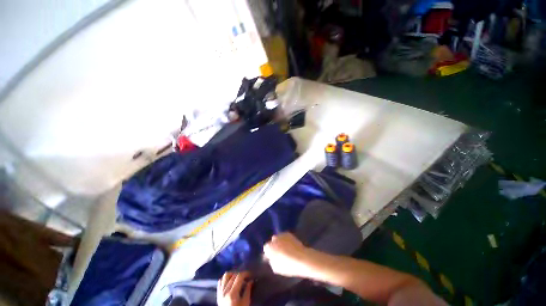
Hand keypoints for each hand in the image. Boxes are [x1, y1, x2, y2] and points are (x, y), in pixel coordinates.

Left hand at [217, 271, 252, 305]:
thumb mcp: (245, 303)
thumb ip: (248, 290)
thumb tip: (251, 281)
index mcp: (232, 293)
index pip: (239, 277)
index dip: (245, 273)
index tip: (250, 274)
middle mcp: (225, 291)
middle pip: (233, 276)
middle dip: (241, 275)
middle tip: (246, 278)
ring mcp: (220, 292)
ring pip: (225, 276)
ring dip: (232, 274)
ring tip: (237, 278)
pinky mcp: (218, 294)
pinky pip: (220, 282)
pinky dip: (225, 279)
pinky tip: (230, 281)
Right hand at [263, 233, 310, 277]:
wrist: (302, 258)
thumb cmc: (288, 266)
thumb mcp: (276, 268)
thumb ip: (271, 261)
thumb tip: (271, 258)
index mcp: (269, 247)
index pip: (266, 248)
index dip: (268, 253)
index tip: (272, 257)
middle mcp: (274, 238)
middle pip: (272, 242)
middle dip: (274, 246)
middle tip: (279, 253)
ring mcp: (282, 235)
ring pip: (278, 238)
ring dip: (279, 242)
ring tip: (285, 249)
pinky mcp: (288, 233)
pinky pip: (284, 237)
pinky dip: (285, 240)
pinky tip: (289, 246)